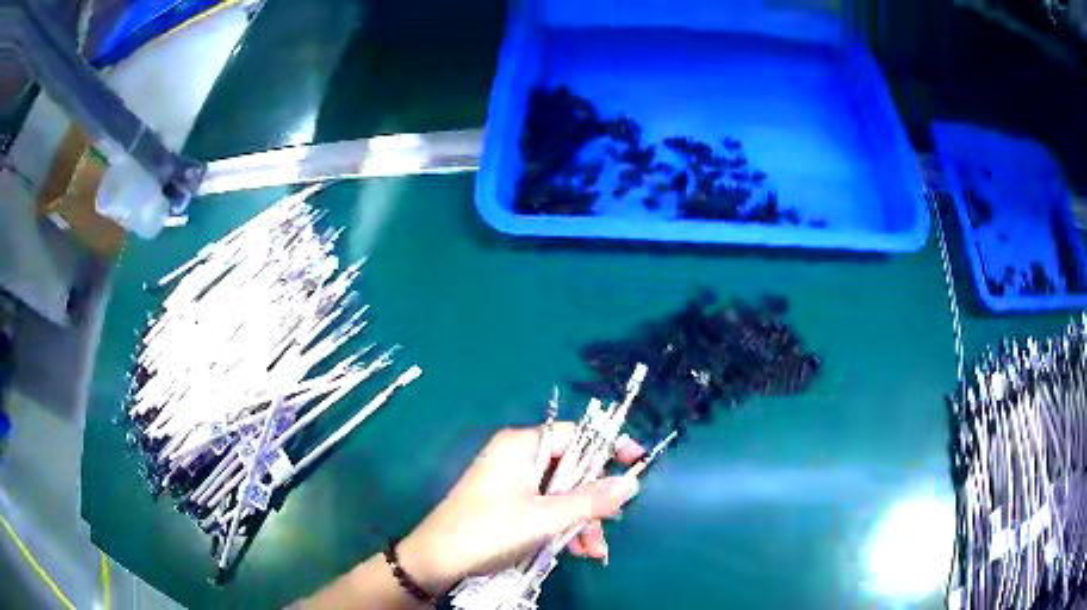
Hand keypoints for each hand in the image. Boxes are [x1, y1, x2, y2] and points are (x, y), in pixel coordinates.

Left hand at [398, 424, 644, 594]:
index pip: (577, 435)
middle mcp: (518, 458)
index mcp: (522, 445)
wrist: (436, 561)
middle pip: (572, 470)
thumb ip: (591, 500)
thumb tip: (631, 483)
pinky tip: (576, 552)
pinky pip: (546, 509)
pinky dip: (563, 528)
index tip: (638, 462)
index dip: (609, 448)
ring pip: (562, 495)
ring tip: (592, 552)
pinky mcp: (508, 505)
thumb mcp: (545, 517)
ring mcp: (512, 483)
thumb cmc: (490, 531)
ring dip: (581, 522)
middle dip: (593, 503)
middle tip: (608, 528)